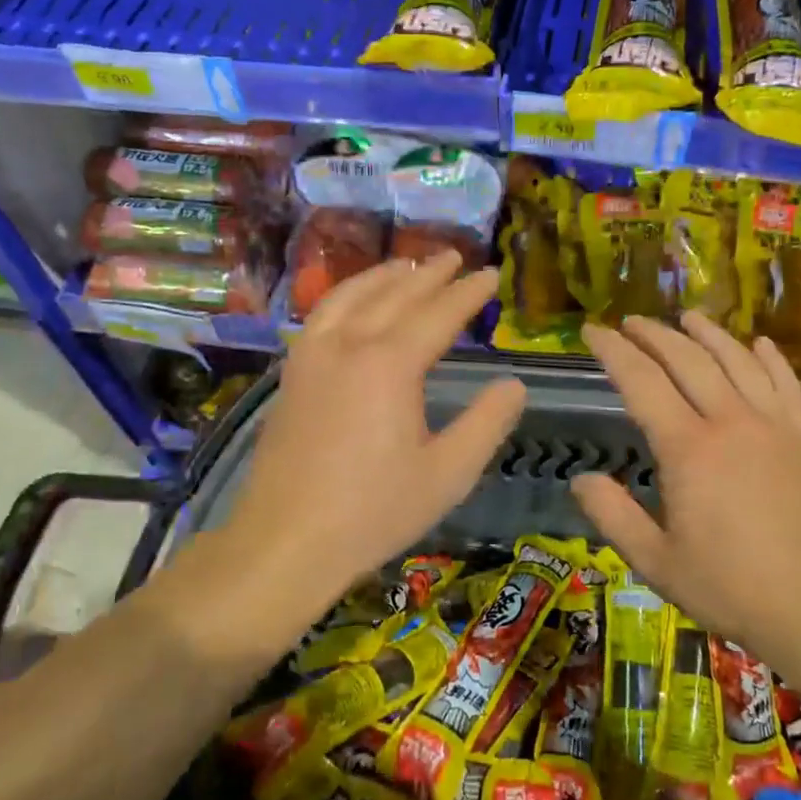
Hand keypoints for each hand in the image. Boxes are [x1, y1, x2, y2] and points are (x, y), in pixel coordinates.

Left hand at [203, 252, 525, 631]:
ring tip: (407, 266)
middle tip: (456, 258)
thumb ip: (487, 423)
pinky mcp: (292, 375)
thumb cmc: (375, 511)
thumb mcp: (449, 473)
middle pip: (395, 295)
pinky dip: (345, 296)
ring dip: (383, 276)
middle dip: (429, 274)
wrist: (285, 541)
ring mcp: (312, 357)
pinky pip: (321, 315)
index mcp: (391, 365)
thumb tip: (514, 384)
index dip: (469, 293)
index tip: (492, 274)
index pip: (439, 314)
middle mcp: (349, 345)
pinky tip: (352, 304)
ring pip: (351, 296)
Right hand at [572, 311, 800, 679]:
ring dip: (708, 334)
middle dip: (654, 335)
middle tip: (630, 321)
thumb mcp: (656, 562)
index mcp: (689, 449)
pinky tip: (759, 344)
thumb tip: (580, 479)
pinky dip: (770, 358)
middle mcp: (731, 422)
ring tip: (687, 316)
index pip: (641, 382)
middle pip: (688, 360)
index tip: (591, 331)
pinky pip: (787, 384)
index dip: (613, 351)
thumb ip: (613, 516)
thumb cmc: (731, 588)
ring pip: (738, 361)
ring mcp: (775, 426)